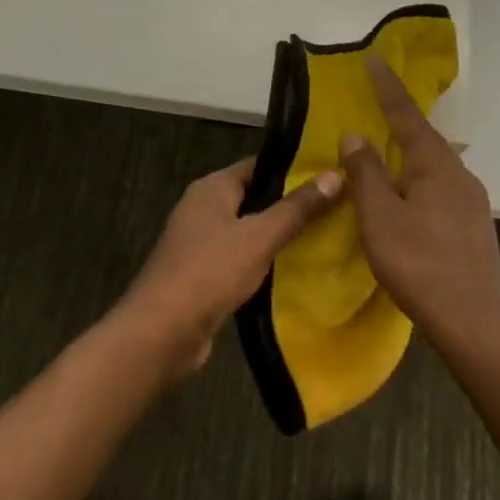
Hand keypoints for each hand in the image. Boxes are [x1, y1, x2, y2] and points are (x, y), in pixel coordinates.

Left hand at [121, 156, 343, 373]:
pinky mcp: (203, 276)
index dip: (294, 169)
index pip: (259, 166)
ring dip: (280, 236)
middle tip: (338, 208)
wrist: (161, 333)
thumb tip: (337, 174)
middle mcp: (203, 209)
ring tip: (326, 237)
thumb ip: (297, 208)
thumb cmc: (209, 272)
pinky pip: (241, 260)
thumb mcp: (260, 236)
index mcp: (212, 188)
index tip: (332, 174)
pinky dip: (265, 263)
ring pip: (249, 231)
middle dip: (292, 205)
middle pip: (255, 198)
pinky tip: (296, 271)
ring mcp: (200, 244)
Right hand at [339, 55, 499, 345]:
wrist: (475, 321)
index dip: (387, 86)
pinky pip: (440, 187)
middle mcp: (458, 173)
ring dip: (408, 154)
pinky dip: (417, 180)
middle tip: (375, 106)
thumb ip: (366, 173)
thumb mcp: (380, 217)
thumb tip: (355, 135)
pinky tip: (407, 199)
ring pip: (433, 165)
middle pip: (424, 137)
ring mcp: (471, 200)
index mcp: (434, 164)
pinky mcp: (473, 224)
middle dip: (399, 120)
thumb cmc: (420, 263)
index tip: (374, 57)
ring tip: (385, 155)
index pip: (406, 114)